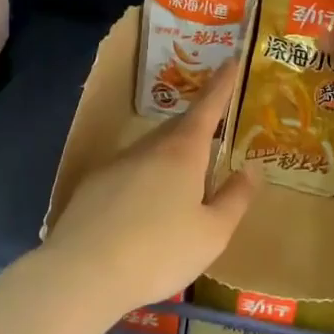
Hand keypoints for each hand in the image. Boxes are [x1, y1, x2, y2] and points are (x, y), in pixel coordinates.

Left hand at [44, 67, 255, 320]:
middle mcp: (149, 147)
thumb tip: (251, 169)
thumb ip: (235, 198)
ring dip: (171, 157)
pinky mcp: (92, 185)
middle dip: (198, 126)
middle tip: (215, 133)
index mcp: (183, 151)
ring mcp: (116, 164)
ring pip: (152, 150)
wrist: (82, 273)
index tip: (231, 60)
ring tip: (184, 184)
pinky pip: (130, 172)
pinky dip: (145, 180)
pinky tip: (145, 211)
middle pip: (179, 127)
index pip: (208, 106)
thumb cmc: (159, 251)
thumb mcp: (213, 233)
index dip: (222, 84)